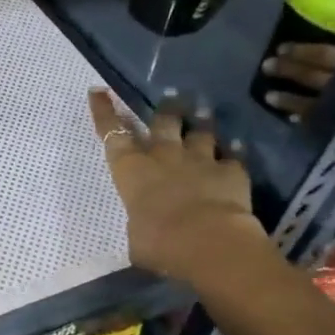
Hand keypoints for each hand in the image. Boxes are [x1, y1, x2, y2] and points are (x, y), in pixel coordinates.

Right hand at [88, 88, 265, 282]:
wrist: (208, 241)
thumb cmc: (158, 242)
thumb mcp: (136, 237)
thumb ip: (141, 223)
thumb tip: (146, 229)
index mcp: (131, 170)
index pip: (112, 134)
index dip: (104, 112)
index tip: (99, 92)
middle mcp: (163, 157)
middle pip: (162, 123)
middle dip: (164, 110)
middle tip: (169, 99)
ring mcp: (200, 160)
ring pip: (200, 133)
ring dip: (200, 124)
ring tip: (203, 113)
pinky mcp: (232, 171)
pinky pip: (232, 157)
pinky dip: (232, 154)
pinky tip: (236, 150)